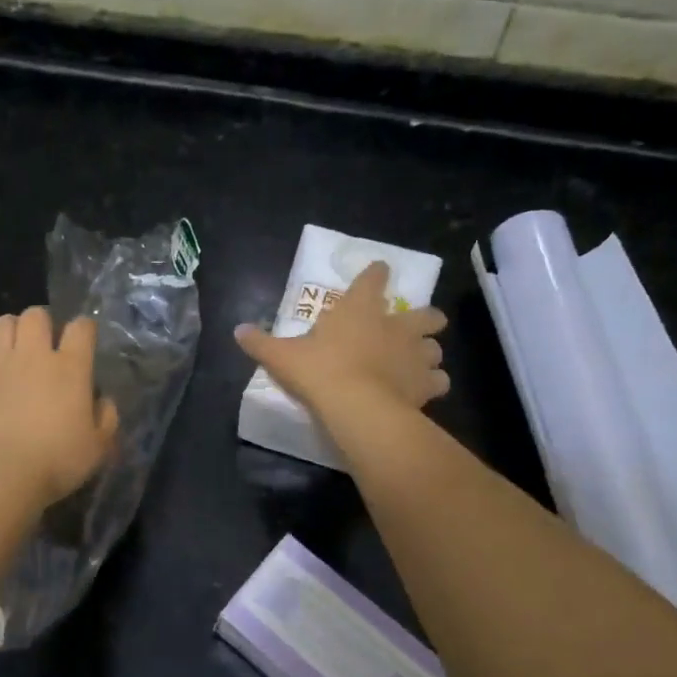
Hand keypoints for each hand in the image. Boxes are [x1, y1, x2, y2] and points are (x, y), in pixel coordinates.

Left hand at [0, 306, 118, 508]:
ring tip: (13, 353)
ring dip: (9, 332)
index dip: (84, 329)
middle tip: (44, 346)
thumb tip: (102, 401)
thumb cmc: (56, 463)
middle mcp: (32, 356)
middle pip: (35, 314)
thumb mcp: (98, 447)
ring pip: (0, 324)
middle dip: (42, 324)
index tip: (84, 341)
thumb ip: (106, 418)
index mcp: (69, 367)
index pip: (81, 327)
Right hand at [234, 261, 447, 414]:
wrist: (357, 406)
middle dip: (425, 317)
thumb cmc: (319, 371)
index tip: (379, 271)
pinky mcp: (426, 383)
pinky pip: (439, 380)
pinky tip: (422, 390)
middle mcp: (395, 326)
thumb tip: (237, 330)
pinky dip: (433, 383)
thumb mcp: (281, 356)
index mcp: (360, 309)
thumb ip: (260, 342)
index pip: (373, 279)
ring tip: (419, 362)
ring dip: (429, 352)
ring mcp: (416, 354)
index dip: (377, 273)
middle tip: (414, 327)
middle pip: (426, 314)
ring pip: (436, 347)